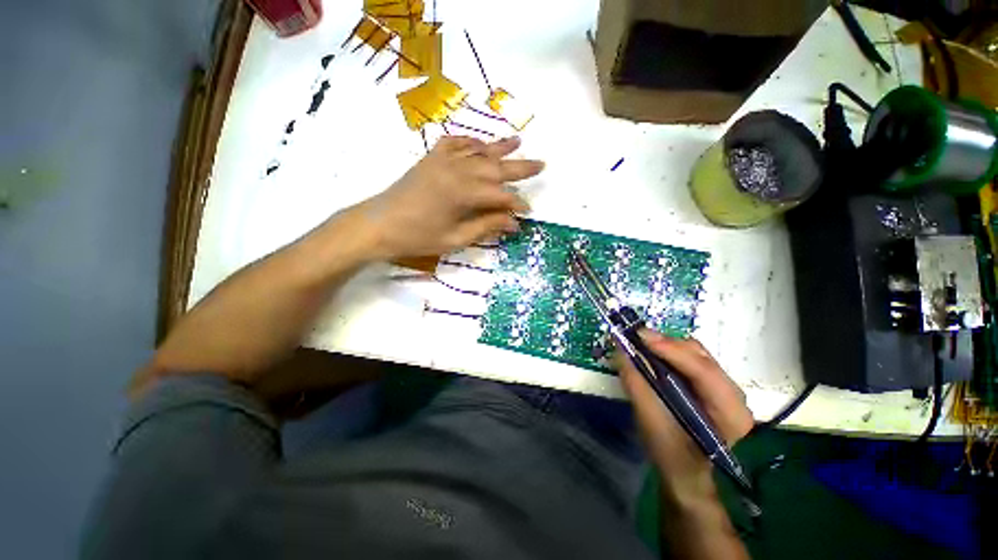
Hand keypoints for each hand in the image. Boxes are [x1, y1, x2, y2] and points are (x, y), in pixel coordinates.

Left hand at [356, 135, 543, 259]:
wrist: (378, 224)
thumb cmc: (417, 237)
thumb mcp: (456, 239)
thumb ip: (486, 226)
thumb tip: (513, 222)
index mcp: (463, 193)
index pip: (500, 195)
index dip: (516, 204)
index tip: (527, 212)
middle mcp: (457, 170)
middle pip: (495, 167)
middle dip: (520, 168)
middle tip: (541, 164)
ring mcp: (442, 160)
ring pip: (478, 151)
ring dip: (499, 148)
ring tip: (519, 141)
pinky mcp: (431, 158)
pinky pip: (455, 143)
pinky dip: (470, 142)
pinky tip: (480, 143)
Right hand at [616, 330, 753, 493]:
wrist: (688, 476)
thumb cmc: (672, 457)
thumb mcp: (652, 425)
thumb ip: (637, 386)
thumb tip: (620, 351)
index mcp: (730, 413)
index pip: (703, 371)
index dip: (671, 350)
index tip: (641, 336)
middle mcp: (734, 395)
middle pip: (701, 356)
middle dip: (666, 344)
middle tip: (636, 339)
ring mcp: (725, 389)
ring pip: (696, 354)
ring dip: (666, 346)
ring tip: (641, 344)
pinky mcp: (712, 386)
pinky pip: (691, 360)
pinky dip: (669, 353)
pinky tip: (653, 355)